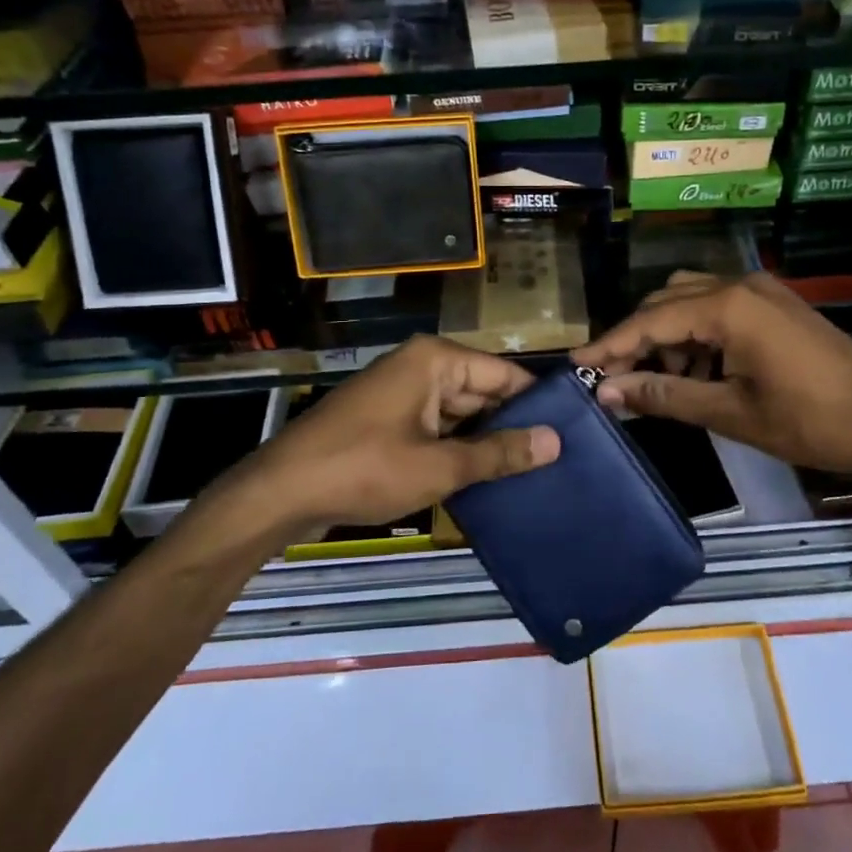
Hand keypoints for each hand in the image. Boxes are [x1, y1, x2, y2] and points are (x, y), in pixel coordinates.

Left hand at [232, 336, 559, 534]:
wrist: (281, 492)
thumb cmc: (364, 468)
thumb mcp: (439, 465)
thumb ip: (498, 452)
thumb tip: (555, 442)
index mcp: (435, 359)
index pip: (504, 374)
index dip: (535, 403)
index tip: (570, 434)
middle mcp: (420, 365)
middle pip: (481, 392)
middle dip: (510, 425)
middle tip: (554, 461)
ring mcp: (401, 392)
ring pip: (459, 413)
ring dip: (483, 441)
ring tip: (530, 474)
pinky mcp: (387, 418)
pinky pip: (435, 427)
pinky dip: (455, 448)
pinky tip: (483, 478)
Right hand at [572, 271, 851, 482]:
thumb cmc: (809, 421)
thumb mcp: (730, 412)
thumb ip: (665, 396)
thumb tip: (609, 392)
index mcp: (727, 306)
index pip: (650, 321)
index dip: (611, 345)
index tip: (577, 365)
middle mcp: (739, 285)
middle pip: (667, 302)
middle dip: (637, 339)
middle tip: (614, 380)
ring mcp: (761, 292)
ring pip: (691, 302)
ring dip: (667, 337)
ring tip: (656, 383)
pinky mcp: (776, 306)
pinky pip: (719, 309)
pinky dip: (697, 336)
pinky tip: (696, 372)